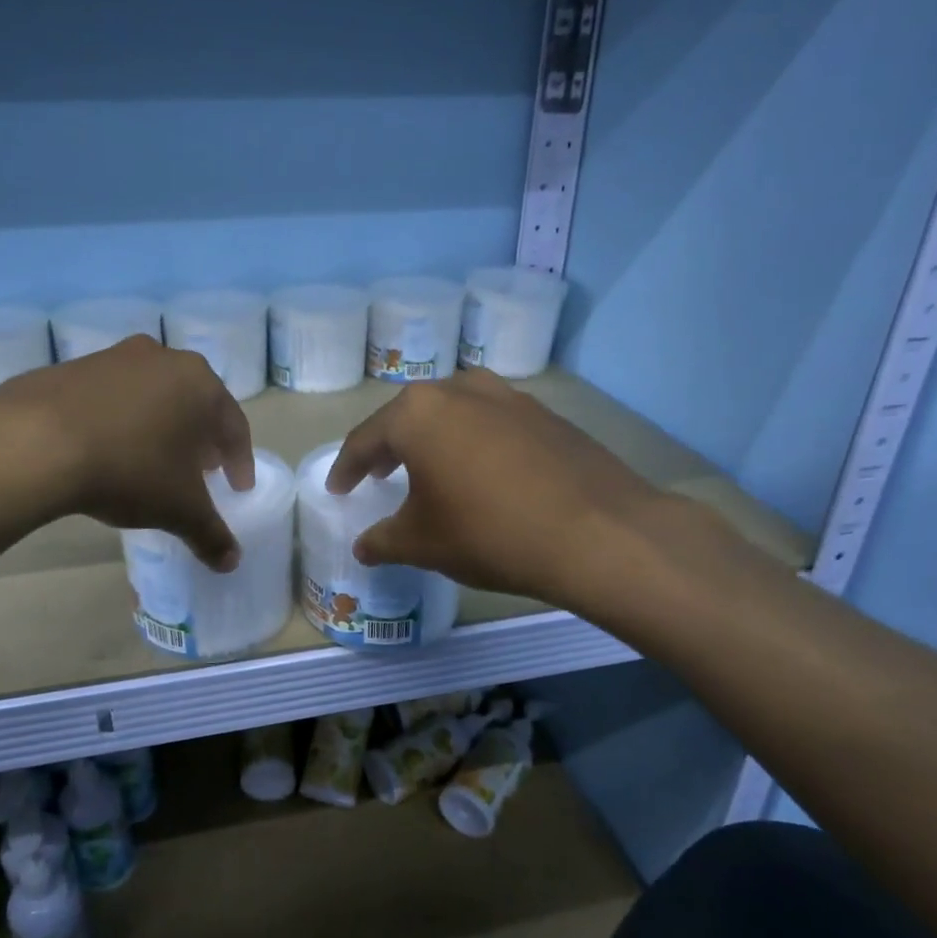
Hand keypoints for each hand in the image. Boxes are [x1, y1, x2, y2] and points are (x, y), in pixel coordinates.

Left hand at [0, 336, 254, 569]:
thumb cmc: (130, 469)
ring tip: (152, 462)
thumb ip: (211, 534)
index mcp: (200, 383)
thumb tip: (231, 561)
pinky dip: (120, 422)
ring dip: (160, 428)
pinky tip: (107, 450)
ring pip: (152, 397)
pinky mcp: (72, 368)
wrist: (34, 442)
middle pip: (194, 405)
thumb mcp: (179, 510)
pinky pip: (111, 399)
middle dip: (200, 441)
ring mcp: (114, 358)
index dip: (239, 462)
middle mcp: (162, 358)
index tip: (237, 489)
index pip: (234, 426)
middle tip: (200, 472)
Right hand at [326, 368, 712, 613]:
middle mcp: (459, 390)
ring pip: (453, 414)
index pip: (366, 440)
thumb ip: (383, 541)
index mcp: (417, 413)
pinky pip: (492, 424)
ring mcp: (508, 396)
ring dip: (434, 440)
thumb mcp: (423, 543)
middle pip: (409, 418)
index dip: (347, 468)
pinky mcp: (545, 413)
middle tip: (378, 475)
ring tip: (429, 470)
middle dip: (389, 447)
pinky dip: (474, 444)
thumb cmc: (489, 532)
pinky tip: (482, 474)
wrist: (598, 533)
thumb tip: (364, 546)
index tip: (337, 489)